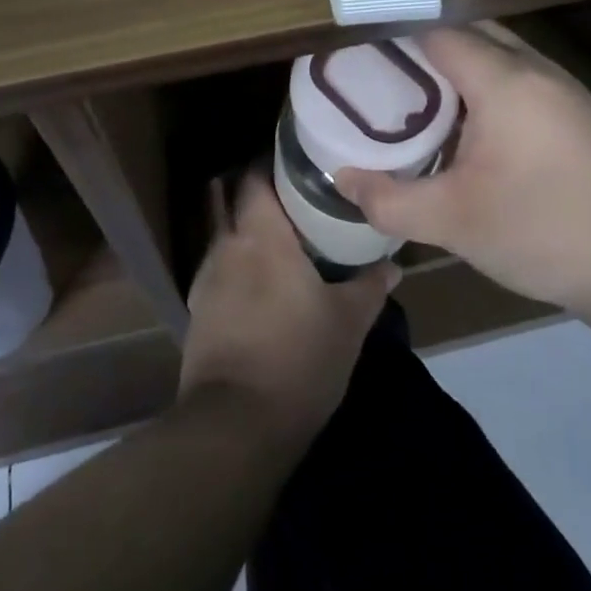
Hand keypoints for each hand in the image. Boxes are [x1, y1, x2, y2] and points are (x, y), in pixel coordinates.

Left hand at [179, 168, 398, 447]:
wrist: (235, 426)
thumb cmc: (299, 358)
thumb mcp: (348, 322)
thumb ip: (370, 286)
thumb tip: (394, 266)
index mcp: (261, 236)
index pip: (254, 177)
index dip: (272, 164)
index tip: (299, 163)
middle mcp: (226, 246)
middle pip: (232, 201)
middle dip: (257, 194)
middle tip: (295, 199)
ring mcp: (205, 280)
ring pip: (224, 237)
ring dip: (245, 232)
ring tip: (280, 242)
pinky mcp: (197, 313)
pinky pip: (219, 272)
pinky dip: (237, 266)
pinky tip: (260, 286)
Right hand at [335, 25, 590, 319]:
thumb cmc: (541, 231)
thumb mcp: (453, 221)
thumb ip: (389, 199)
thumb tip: (341, 178)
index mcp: (503, 80)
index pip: (438, 32)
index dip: (396, 34)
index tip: (359, 50)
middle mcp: (534, 68)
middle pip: (470, 32)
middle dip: (423, 45)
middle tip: (381, 74)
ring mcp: (562, 86)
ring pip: (498, 52)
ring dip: (457, 64)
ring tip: (415, 94)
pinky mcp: (576, 109)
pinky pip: (518, 74)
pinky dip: (485, 81)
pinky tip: (468, 122)